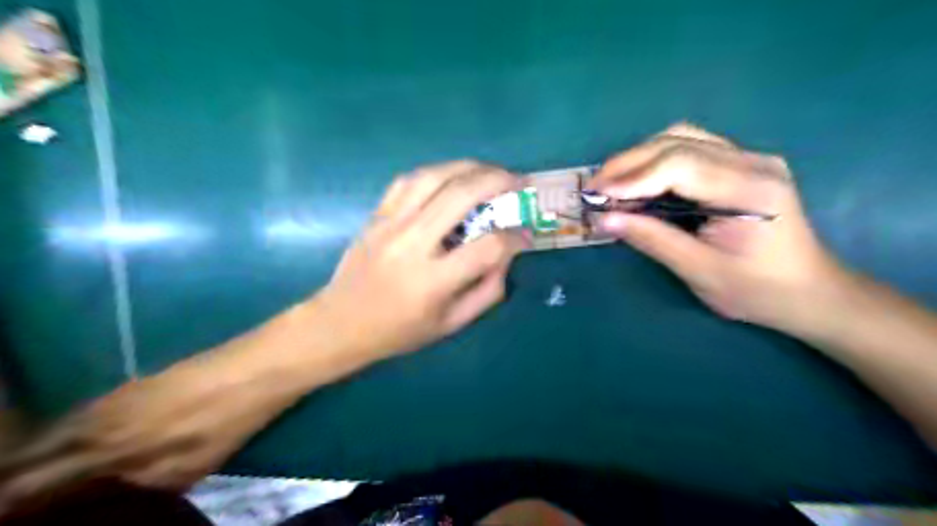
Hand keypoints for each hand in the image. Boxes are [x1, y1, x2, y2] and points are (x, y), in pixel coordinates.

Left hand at [315, 158, 530, 356]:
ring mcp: (390, 225)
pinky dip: (436, 172)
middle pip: (461, 196)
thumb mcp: (451, 324)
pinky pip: (408, 180)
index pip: (488, 247)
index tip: (524, 236)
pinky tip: (451, 175)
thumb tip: (507, 255)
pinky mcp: (377, 215)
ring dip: (468, 167)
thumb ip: (487, 291)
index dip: (515, 238)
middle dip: (498, 181)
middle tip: (518, 180)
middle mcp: (412, 245)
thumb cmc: (400, 330)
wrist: (341, 322)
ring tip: (490, 170)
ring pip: (433, 177)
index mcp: (434, 281)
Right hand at [592, 123, 850, 332]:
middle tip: (594, 187)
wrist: (808, 291)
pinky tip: (639, 179)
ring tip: (611, 182)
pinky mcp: (741, 163)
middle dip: (628, 163)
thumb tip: (603, 220)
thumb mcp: (700, 271)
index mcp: (749, 189)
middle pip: (677, 142)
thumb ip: (652, 239)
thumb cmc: (757, 290)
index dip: (633, 177)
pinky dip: (656, 159)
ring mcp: (748, 158)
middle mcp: (752, 162)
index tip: (596, 194)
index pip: (680, 166)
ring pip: (681, 137)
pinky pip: (690, 147)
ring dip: (639, 156)